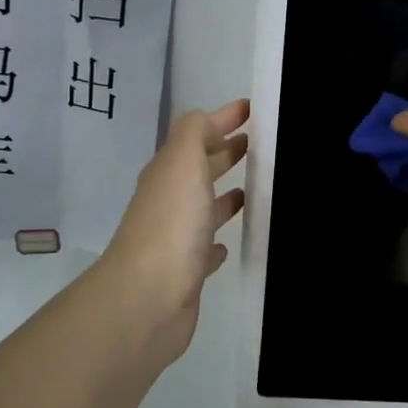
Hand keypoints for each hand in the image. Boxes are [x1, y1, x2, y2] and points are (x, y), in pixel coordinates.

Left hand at [97, 98, 248, 364]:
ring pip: (204, 208)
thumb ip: (194, 132)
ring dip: (224, 197)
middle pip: (199, 170)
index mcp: (168, 173)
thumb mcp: (183, 161)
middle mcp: (169, 201)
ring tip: (255, 189)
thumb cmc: (171, 223)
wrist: (148, 298)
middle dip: (225, 153)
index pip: (196, 134)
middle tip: (260, 145)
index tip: (253, 109)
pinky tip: (229, 243)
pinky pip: (205, 250)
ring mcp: (176, 238)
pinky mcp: (187, 273)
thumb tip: (207, 120)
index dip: (222, 118)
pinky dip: (217, 242)